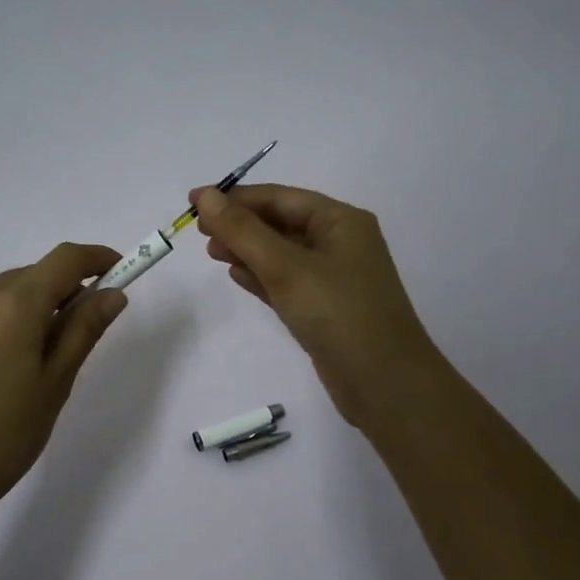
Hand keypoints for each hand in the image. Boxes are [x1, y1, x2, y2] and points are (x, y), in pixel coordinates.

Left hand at [0, 242, 129, 521]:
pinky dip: (13, 319)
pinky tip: (16, 362)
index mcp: (13, 304)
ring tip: (53, 353)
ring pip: (10, 292)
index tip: (123, 272)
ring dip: (40, 304)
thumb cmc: (4, 435)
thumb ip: (84, 330)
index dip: (98, 258)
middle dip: (69, 287)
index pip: (65, 259)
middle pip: (36, 273)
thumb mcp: (55, 383)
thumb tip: (113, 294)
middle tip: (93, 326)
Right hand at [190, 183, 446, 429]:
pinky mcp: (325, 309)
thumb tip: (205, 196)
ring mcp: (334, 279)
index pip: (280, 197)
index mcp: (340, 221)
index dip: (235, 198)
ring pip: (281, 254)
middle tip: (198, 232)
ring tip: (211, 252)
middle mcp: (340, 243)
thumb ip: (242, 231)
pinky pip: (287, 282)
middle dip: (240, 224)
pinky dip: (261, 277)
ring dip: (247, 250)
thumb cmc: (338, 313)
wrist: (385, 384)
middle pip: (281, 223)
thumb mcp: (286, 267)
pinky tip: (236, 276)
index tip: (194, 201)